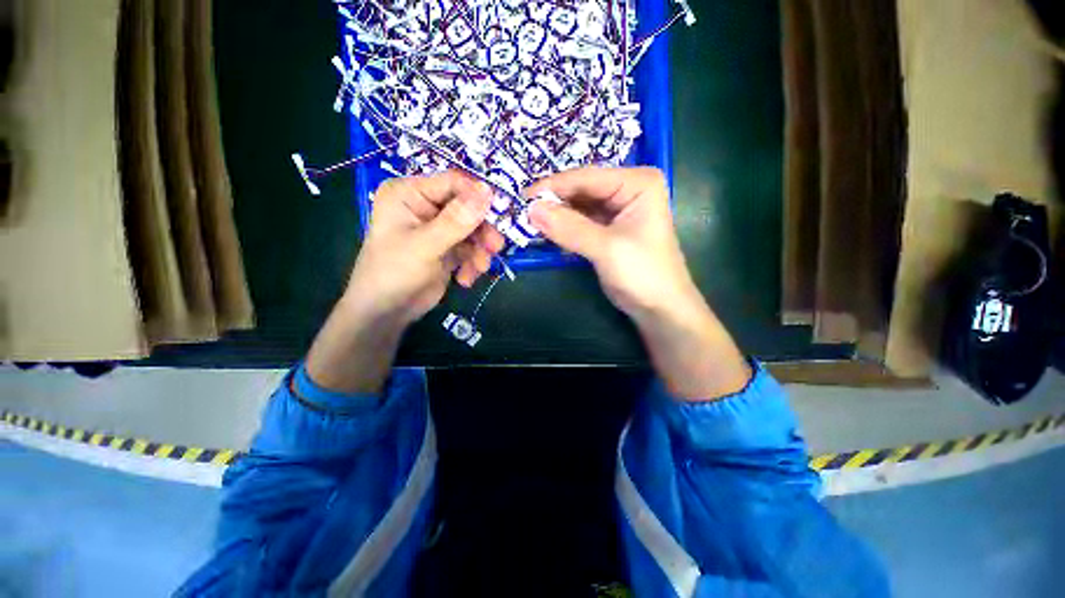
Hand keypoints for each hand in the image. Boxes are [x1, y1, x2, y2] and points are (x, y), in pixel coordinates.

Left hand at [306, 170, 502, 394]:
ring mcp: (438, 229)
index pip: (452, 183)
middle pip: (468, 208)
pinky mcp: (448, 249)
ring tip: (479, 269)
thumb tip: (487, 191)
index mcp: (410, 194)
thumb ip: (456, 220)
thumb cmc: (394, 273)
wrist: (387, 312)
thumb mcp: (425, 245)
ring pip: (474, 231)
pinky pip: (471, 249)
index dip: (478, 196)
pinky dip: (473, 263)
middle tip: (495, 248)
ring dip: (480, 251)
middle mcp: (425, 207)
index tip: (500, 213)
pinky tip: (465, 279)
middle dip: (482, 231)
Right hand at [527, 167, 698, 321]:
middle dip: (552, 202)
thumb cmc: (643, 274)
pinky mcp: (606, 229)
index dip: (552, 187)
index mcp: (637, 182)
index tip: (521, 198)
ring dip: (554, 216)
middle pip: (580, 190)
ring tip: (527, 223)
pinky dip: (562, 228)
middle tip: (520, 213)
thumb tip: (531, 209)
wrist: (659, 308)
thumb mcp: (606, 249)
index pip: (586, 177)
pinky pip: (578, 222)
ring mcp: (615, 209)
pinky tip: (544, 234)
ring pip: (577, 206)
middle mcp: (626, 189)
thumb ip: (569, 228)